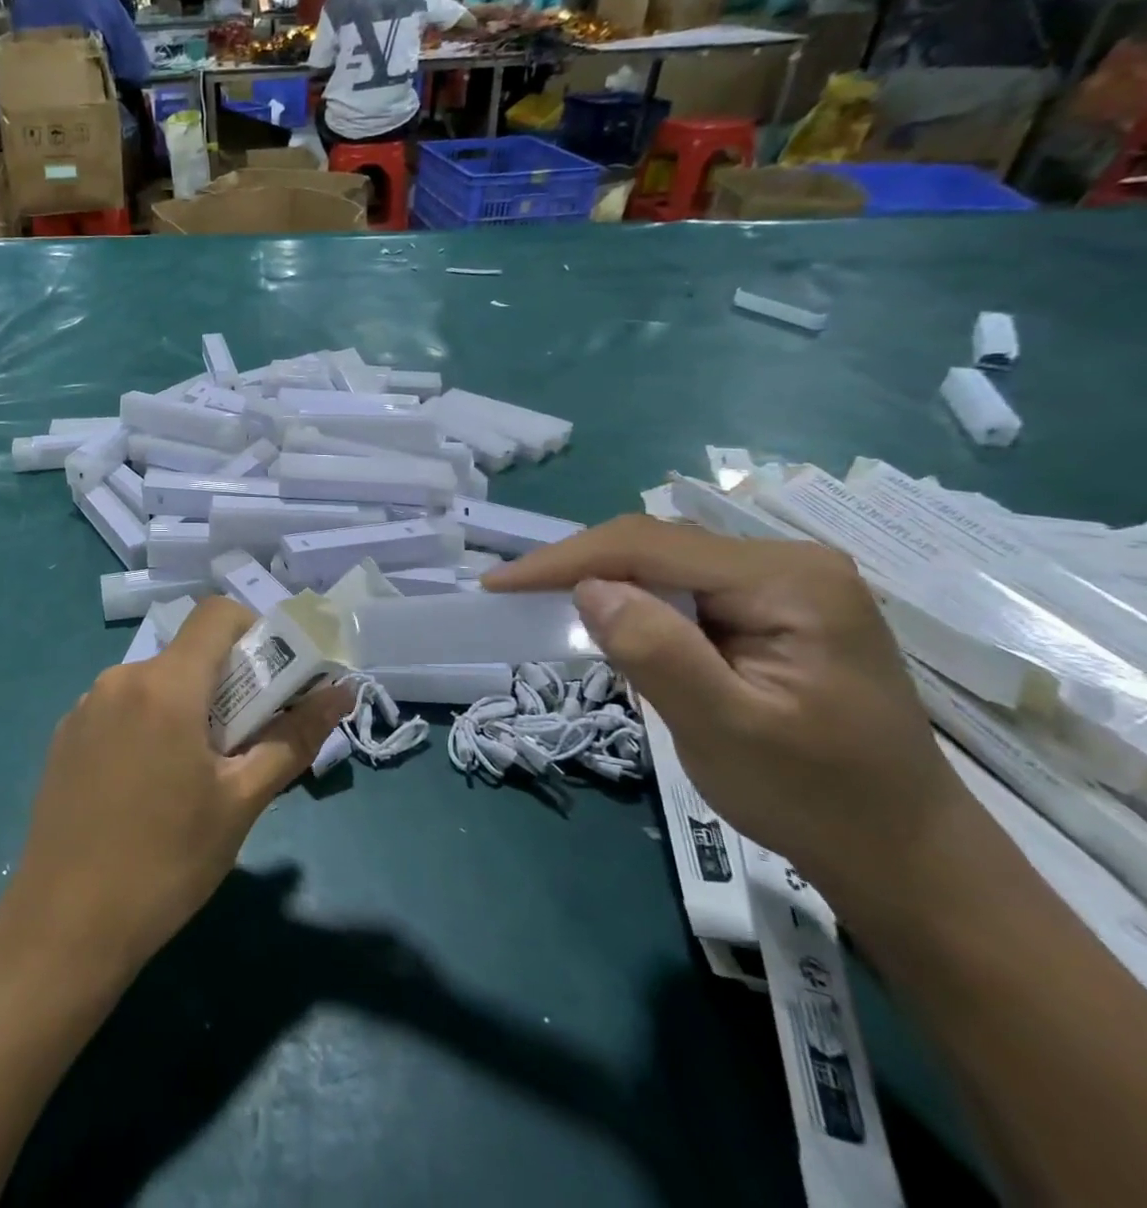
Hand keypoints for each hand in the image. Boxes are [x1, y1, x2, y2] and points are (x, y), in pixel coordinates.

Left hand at [9, 598, 348, 973]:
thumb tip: (341, 693)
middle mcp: (120, 678)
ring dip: (186, 707)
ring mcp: (85, 705)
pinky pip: (122, 708)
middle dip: (225, 683)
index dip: (253, 631)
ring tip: (193, 775)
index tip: (271, 681)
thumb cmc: (166, 862)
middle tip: (241, 744)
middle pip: (188, 654)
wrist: (64, 926)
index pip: (216, 614)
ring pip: (155, 683)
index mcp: (165, 685)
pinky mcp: (65, 734)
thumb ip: (293, 738)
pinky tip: (146, 787)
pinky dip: (148, 725)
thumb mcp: (241, 802)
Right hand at [485, 515, 967, 901]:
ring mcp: (784, 583)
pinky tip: (610, 623)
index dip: (564, 560)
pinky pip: (682, 587)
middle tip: (513, 597)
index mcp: (788, 579)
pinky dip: (633, 602)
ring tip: (544, 606)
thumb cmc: (817, 799)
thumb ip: (657, 652)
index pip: (648, 545)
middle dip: (578, 567)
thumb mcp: (726, 730)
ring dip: (602, 583)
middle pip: (654, 544)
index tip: (498, 585)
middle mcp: (788, 562)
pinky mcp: (773, 608)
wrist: (901, 853)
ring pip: (662, 562)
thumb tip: (587, 590)